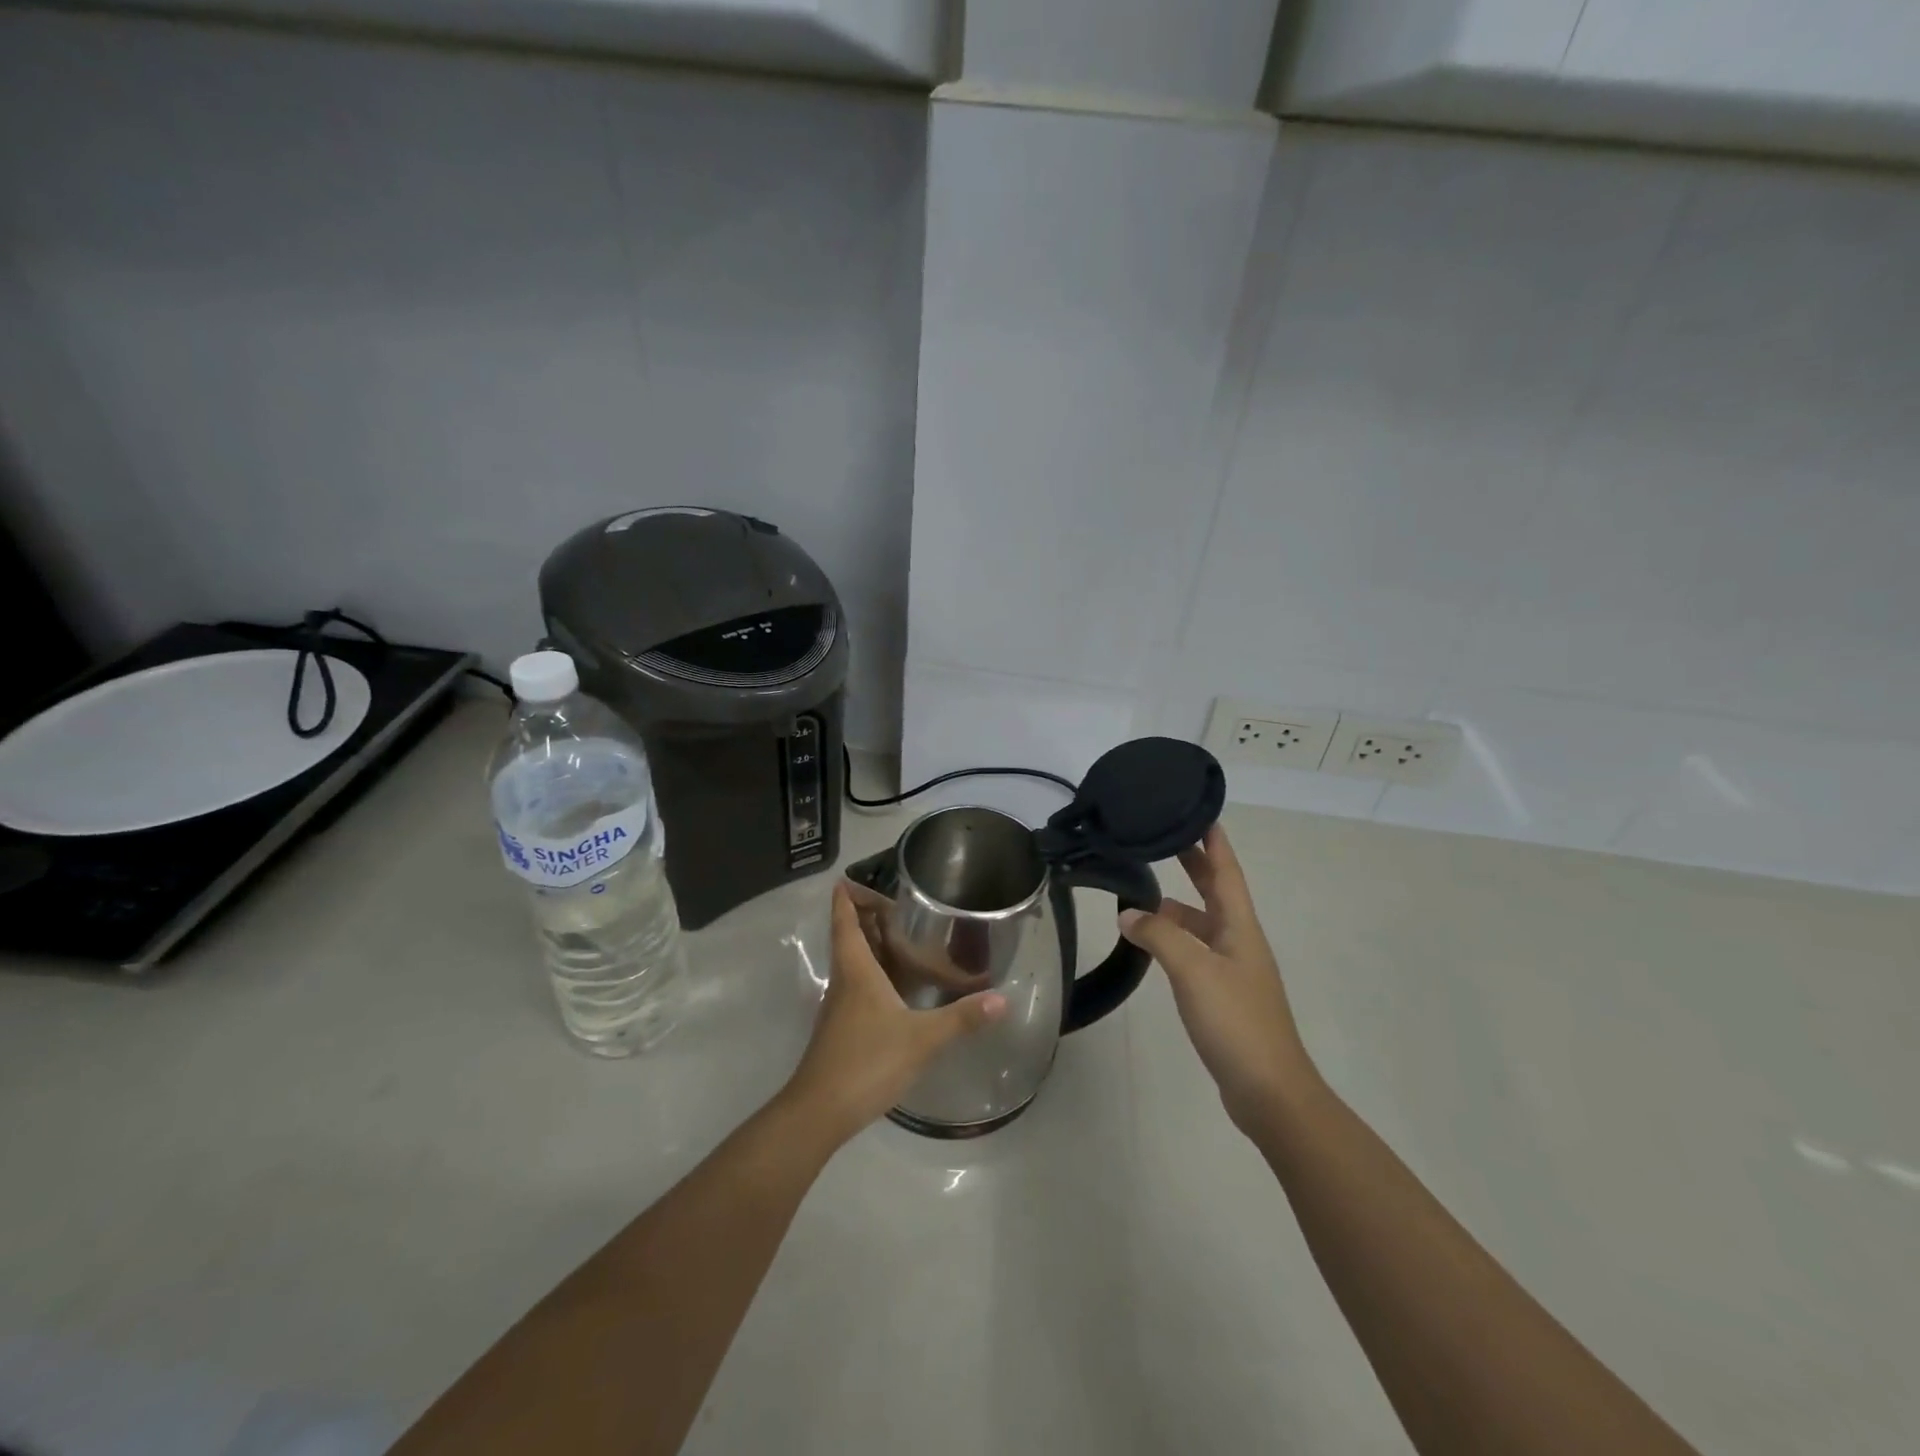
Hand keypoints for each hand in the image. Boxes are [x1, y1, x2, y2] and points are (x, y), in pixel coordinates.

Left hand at [782, 883, 1008, 1145]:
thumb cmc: (867, 1061)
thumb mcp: (921, 1039)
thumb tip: (1002, 1000)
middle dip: (864, 916)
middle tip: (896, 904)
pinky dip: (874, 973)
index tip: (848, 878)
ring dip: (870, 945)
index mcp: (856, 971)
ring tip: (901, 937)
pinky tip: (896, 987)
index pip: (846, 922)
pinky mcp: (842, 1029)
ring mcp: (840, 1007)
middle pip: (848, 938)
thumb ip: (961, 1018)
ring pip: (852, 963)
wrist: (819, 1111)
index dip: (846, 898)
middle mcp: (844, 981)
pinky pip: (858, 986)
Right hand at [1118, 824, 1319, 1132]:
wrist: (1269, 1090)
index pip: (1227, 872)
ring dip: (1176, 907)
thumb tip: (1128, 914)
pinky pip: (1194, 952)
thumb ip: (1160, 936)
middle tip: (1166, 839)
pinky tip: (1151, 945)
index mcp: (1240, 928)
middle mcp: (1239, 942)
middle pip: (1216, 892)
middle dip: (1194, 865)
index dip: (1214, 842)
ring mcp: (1232, 970)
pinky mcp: (1222, 995)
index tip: (1199, 812)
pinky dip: (1173, 940)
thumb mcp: (1194, 970)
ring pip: (1201, 924)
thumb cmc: (1237, 1022)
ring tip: (1141, 896)